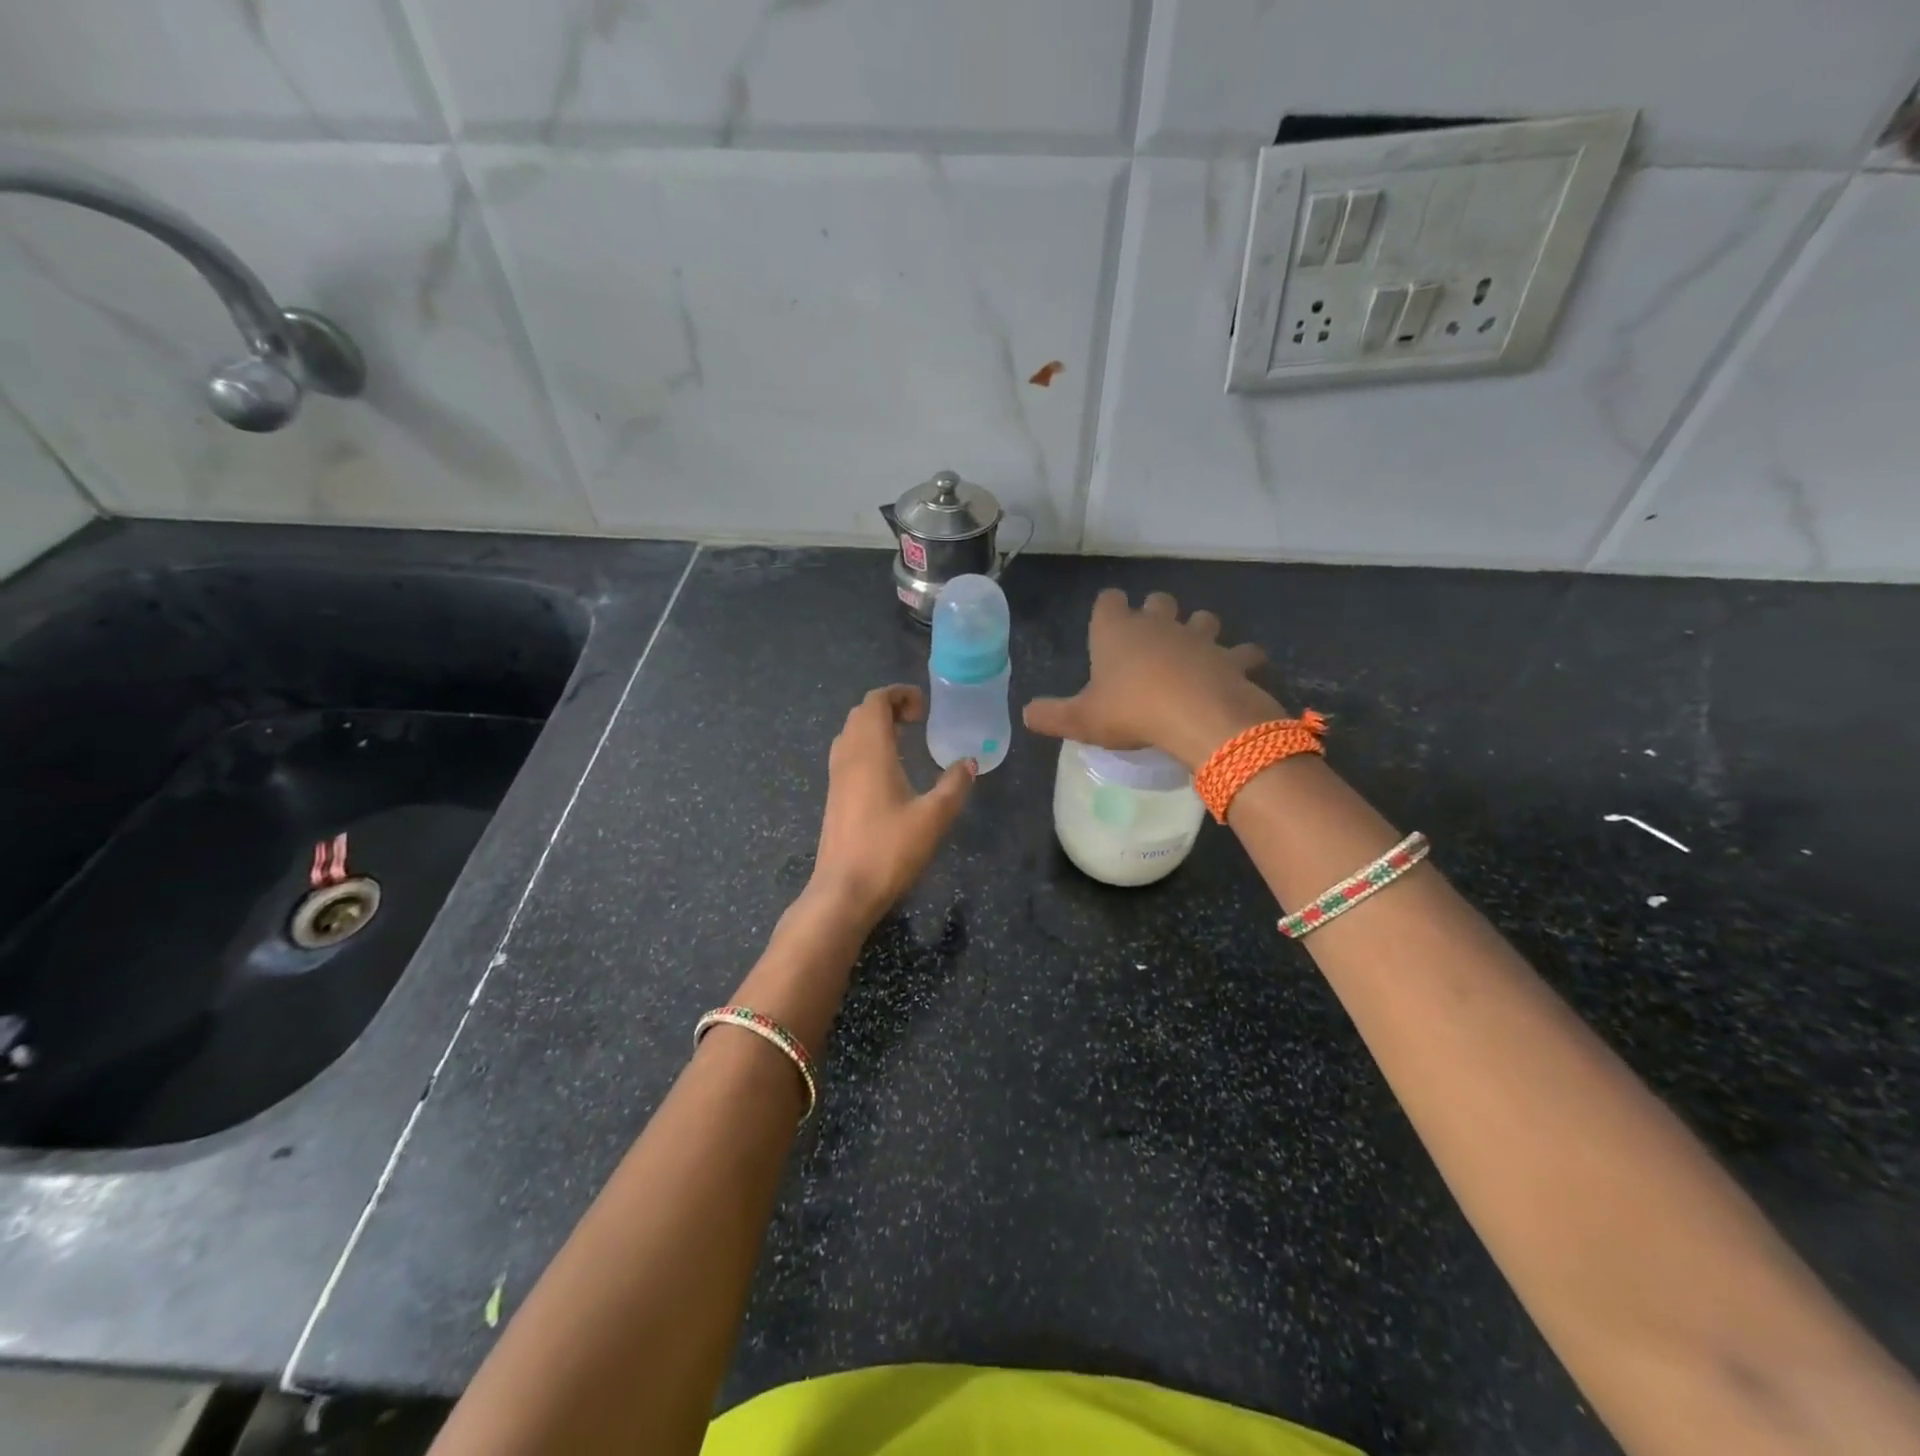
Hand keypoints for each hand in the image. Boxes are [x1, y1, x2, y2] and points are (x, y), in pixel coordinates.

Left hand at [809, 685, 974, 927]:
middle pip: (860, 714)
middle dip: (888, 708)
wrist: (844, 891)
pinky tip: (889, 772)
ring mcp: (836, 778)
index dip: (898, 694)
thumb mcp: (934, 817)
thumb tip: (968, 762)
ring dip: (875, 727)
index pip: (875, 702)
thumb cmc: (890, 850)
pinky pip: (847, 755)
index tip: (925, 707)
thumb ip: (954, 785)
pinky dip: (867, 748)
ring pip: (850, 734)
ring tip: (905, 740)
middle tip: (918, 720)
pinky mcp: (834, 798)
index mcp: (869, 752)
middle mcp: (847, 757)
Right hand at [1023, 589, 1281, 769]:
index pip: (1109, 601)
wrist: (1196, 717)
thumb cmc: (1131, 712)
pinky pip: (1243, 652)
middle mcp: (1158, 625)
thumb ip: (1051, 715)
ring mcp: (1199, 638)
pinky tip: (1237, 671)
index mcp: (1116, 631)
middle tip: (1149, 640)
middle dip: (1156, 613)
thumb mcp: (1081, 720)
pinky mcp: (1232, 659)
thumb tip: (1027, 714)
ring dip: (1199, 629)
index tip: (1107, 624)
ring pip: (1203, 618)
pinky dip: (1242, 659)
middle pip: (1159, 601)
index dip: (1108, 609)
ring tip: (1193, 651)